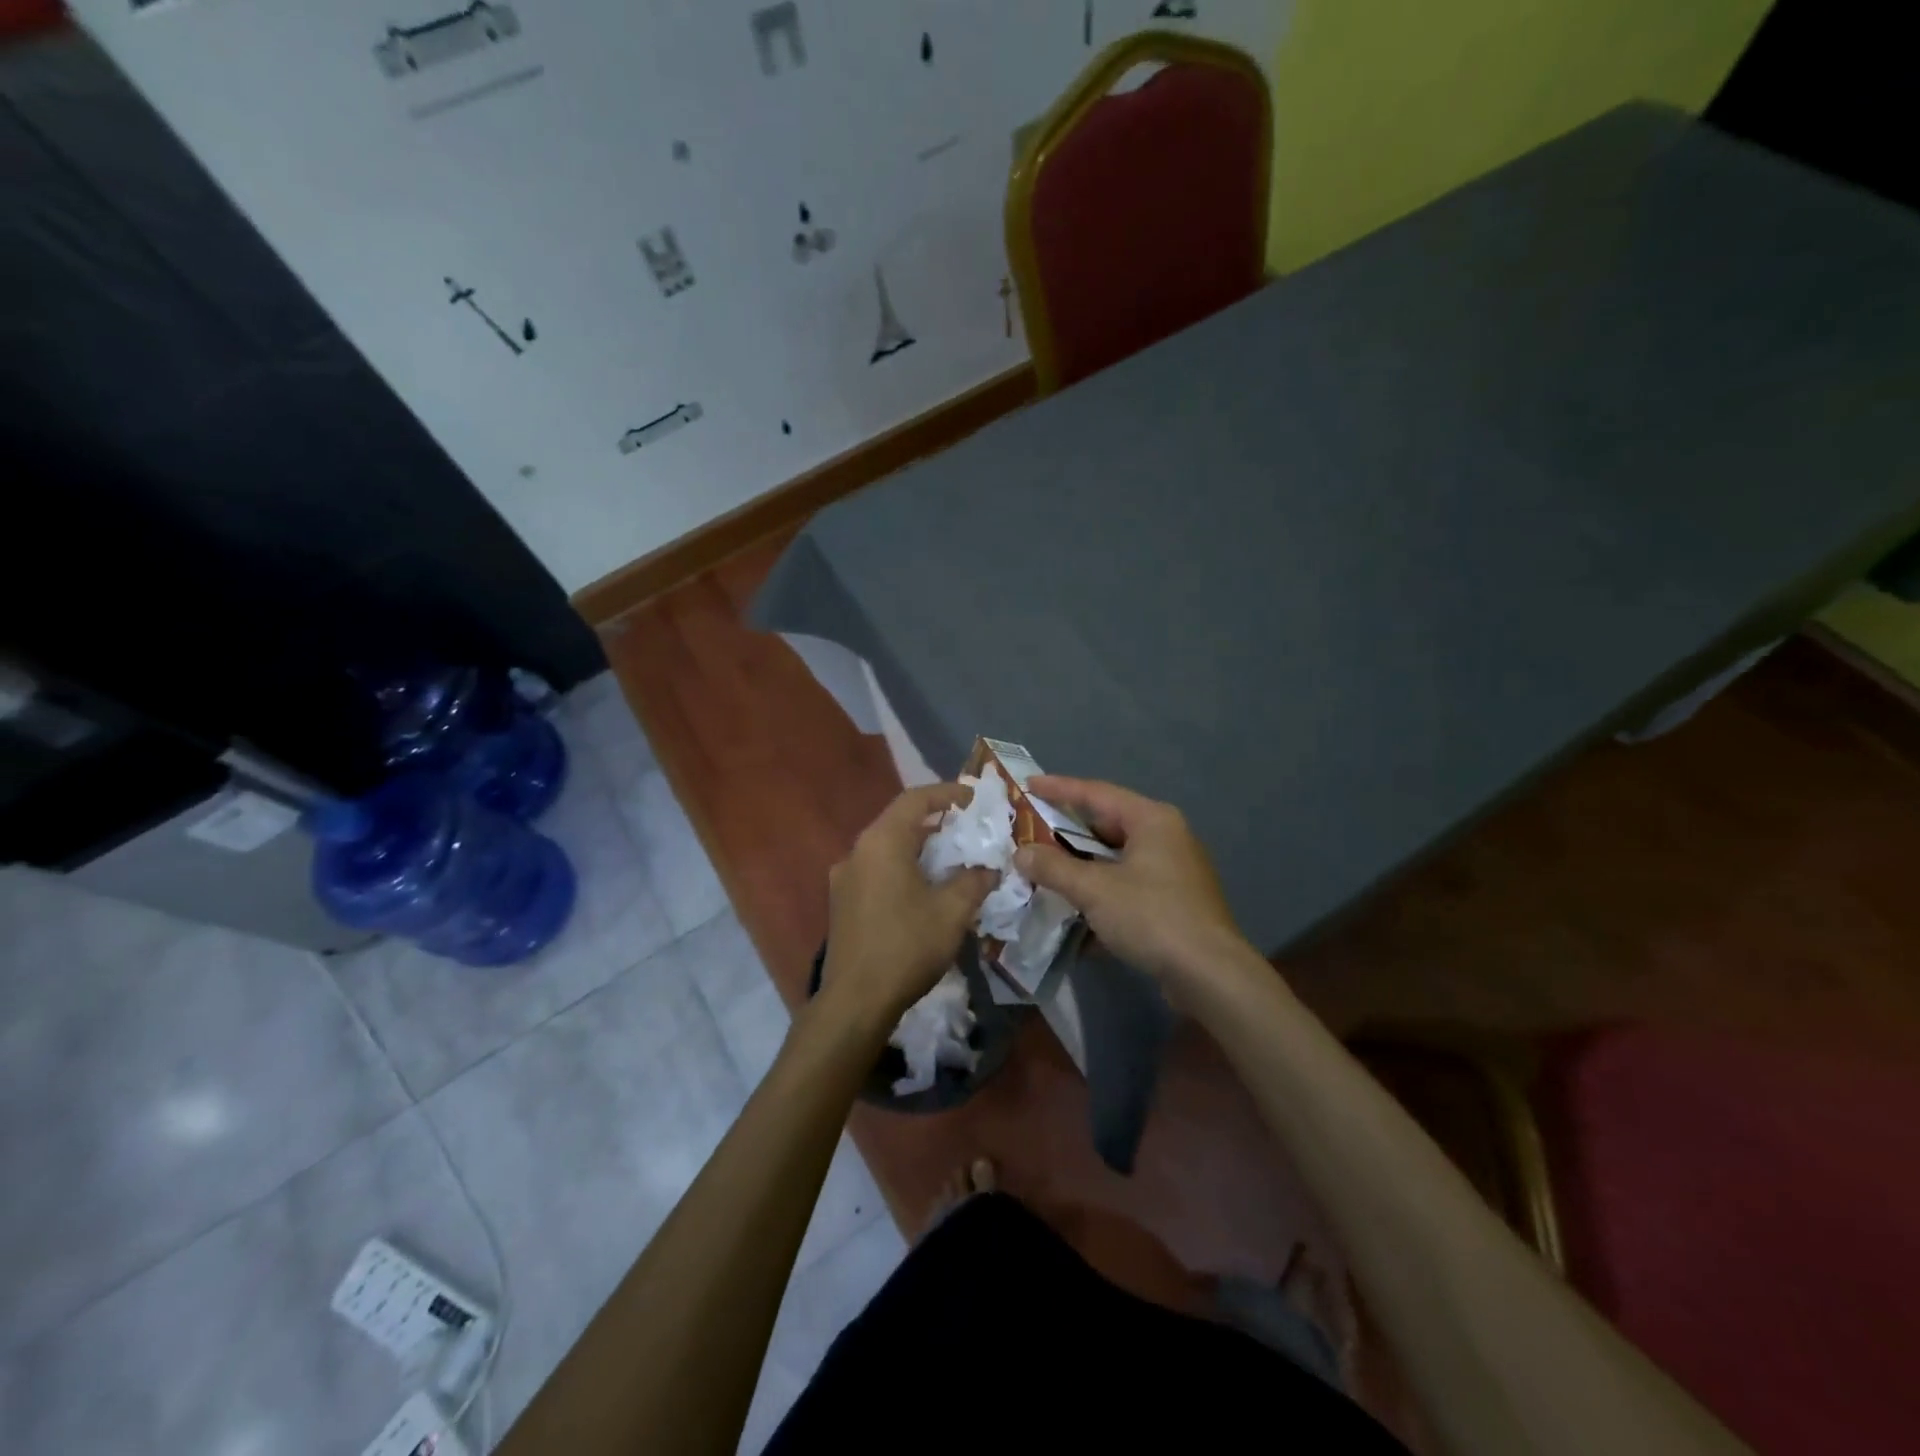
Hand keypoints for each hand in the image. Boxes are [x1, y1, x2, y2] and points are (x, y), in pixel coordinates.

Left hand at [820, 783, 995, 1028]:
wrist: (855, 1001)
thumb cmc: (906, 946)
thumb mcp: (952, 911)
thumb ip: (974, 880)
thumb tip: (989, 868)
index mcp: (881, 842)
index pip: (915, 800)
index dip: (946, 793)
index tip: (973, 798)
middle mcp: (857, 851)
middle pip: (898, 821)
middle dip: (934, 821)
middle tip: (966, 828)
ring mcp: (844, 878)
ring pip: (886, 847)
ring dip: (918, 847)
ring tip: (950, 858)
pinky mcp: (842, 903)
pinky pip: (877, 870)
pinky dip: (902, 867)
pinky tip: (923, 889)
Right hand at [1015, 776, 1251, 993]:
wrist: (1210, 975)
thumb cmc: (1151, 916)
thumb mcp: (1094, 889)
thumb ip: (1054, 867)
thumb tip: (1021, 853)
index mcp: (1151, 820)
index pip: (1096, 793)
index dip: (1059, 788)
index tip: (1028, 786)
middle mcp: (1167, 837)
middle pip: (1107, 825)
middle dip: (1067, 833)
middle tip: (1032, 833)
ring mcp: (1174, 871)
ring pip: (1117, 859)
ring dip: (1082, 867)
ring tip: (1046, 872)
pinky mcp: (1175, 902)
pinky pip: (1129, 887)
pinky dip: (1102, 894)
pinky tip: (1076, 915)